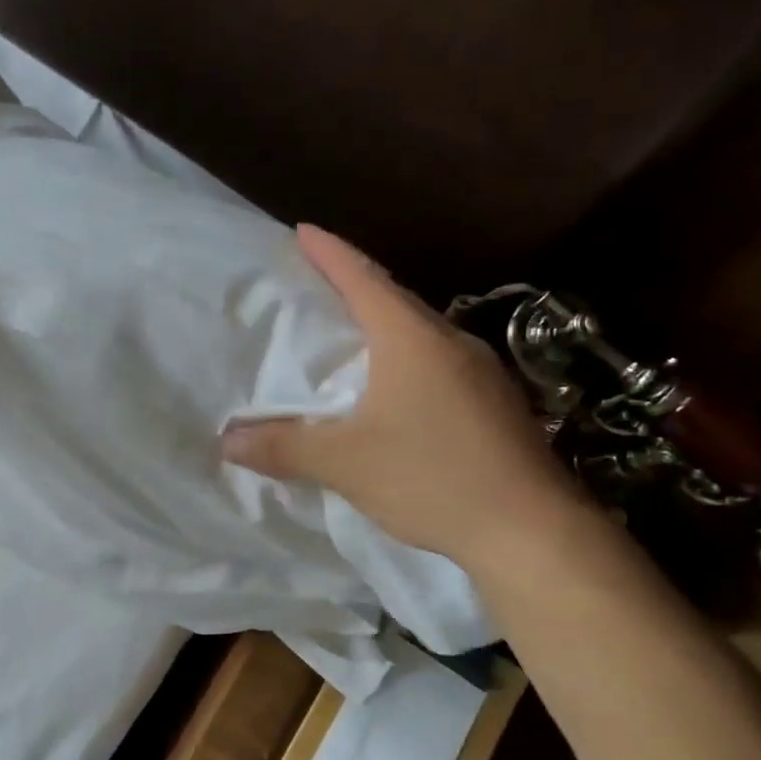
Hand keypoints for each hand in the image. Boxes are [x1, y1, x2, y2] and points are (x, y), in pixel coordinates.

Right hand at [223, 225, 580, 570]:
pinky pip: (438, 365)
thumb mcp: (345, 464)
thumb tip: (228, 441)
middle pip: (394, 301)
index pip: (363, 280)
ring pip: (420, 335)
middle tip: (316, 289)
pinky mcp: (496, 404)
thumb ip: (284, 447)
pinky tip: (393, 392)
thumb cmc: (432, 478)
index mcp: (411, 340)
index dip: (330, 253)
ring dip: (383, 329)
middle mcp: (450, 342)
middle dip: (354, 289)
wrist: (532, 529)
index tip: (303, 231)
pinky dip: (406, 363)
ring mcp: (482, 373)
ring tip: (349, 340)